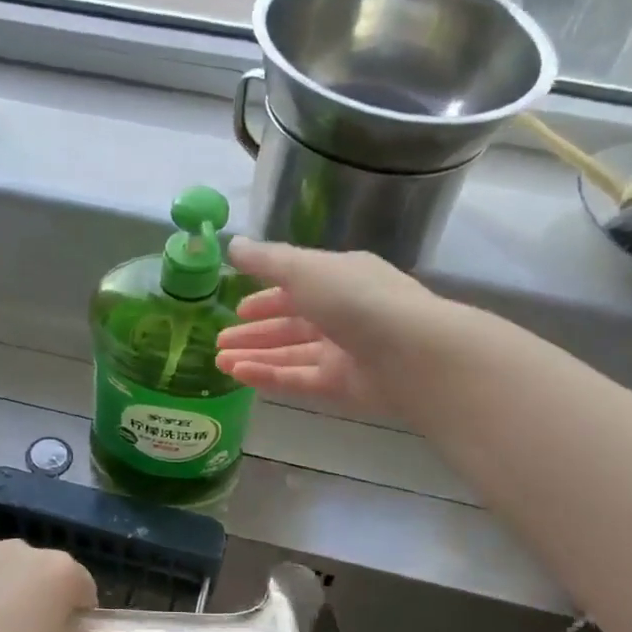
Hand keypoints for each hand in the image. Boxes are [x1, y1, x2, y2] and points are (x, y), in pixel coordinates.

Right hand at [216, 239, 459, 414]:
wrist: (412, 353)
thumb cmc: (355, 298)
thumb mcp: (303, 269)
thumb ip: (266, 260)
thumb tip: (233, 244)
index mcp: (341, 277)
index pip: (298, 286)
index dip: (266, 296)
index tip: (238, 308)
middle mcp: (344, 313)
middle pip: (292, 324)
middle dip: (255, 331)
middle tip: (219, 341)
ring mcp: (345, 352)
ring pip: (292, 354)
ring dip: (255, 355)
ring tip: (219, 361)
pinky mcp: (344, 386)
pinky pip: (299, 379)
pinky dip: (269, 376)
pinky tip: (238, 375)